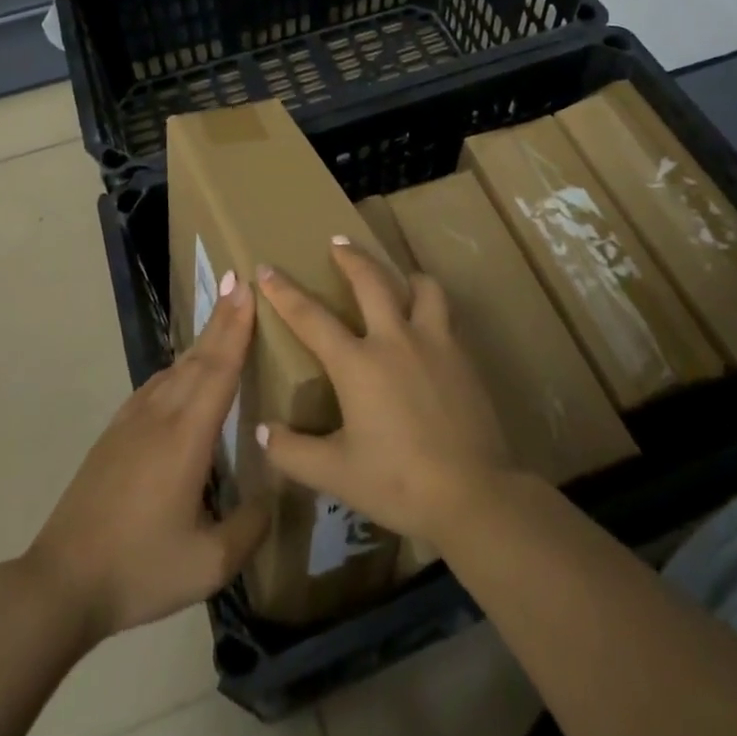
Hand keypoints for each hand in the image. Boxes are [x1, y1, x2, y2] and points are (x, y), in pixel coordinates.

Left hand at [26, 271, 268, 642]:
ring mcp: (133, 420)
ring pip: (176, 368)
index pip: (219, 368)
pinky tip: (183, 371)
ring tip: (222, 318)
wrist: (62, 581)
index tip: (245, 286)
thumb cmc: (139, 569)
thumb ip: (250, 528)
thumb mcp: (208, 564)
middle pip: (199, 356)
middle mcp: (161, 415)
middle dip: (222, 318)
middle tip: (238, 281)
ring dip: (202, 340)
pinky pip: (156, 384)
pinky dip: (179, 366)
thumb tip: (275, 494)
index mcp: (187, 436)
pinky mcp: (116, 432)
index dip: (236, 327)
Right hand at [257, 238, 512, 542]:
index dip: (285, 292)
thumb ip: (293, 452)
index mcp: (358, 364)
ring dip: (405, 276)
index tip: (266, 268)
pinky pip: (445, 316)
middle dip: (351, 256)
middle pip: (371, 281)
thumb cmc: (399, 483)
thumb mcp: (336, 475)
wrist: (474, 494)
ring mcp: (434, 343)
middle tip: (338, 241)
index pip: (311, 317)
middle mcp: (395, 340)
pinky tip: (428, 326)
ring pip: (422, 287)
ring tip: (399, 278)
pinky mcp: (463, 356)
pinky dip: (431, 308)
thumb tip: (262, 432)